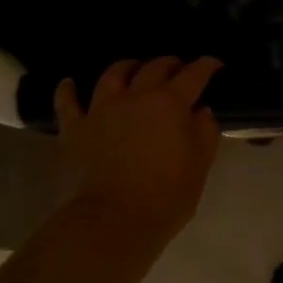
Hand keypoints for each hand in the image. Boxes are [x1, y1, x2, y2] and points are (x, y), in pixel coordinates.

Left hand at [53, 58, 221, 241]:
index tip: (214, 64)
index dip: (206, 66)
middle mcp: (136, 96)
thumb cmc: (168, 192)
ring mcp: (102, 109)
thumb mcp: (201, 162)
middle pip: (154, 68)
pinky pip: (67, 102)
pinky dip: (68, 90)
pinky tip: (69, 84)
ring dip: (127, 67)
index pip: (194, 75)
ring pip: (113, 75)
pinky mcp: (76, 128)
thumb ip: (205, 131)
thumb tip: (201, 111)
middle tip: (178, 68)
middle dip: (170, 64)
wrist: (116, 218)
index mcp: (171, 103)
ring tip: (133, 68)